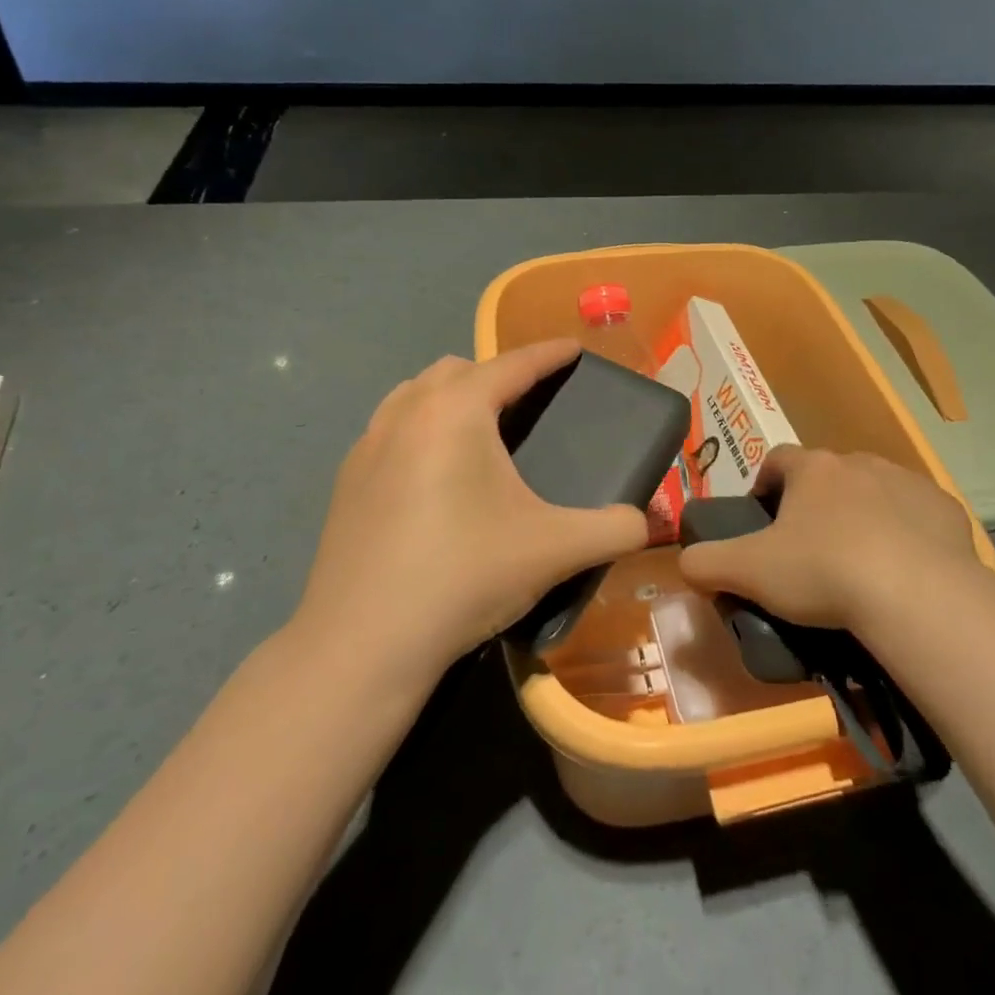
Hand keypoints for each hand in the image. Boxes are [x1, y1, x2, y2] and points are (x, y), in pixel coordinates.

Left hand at [290, 340, 647, 678]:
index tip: (574, 349)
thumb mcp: (553, 549)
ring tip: (480, 433)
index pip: (513, 365)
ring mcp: (368, 445)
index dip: (548, 354)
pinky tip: (433, 476)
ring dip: (451, 396)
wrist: (362, 645)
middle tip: (529, 404)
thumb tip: (648, 523)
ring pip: (415, 394)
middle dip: (497, 374)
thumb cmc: (464, 576)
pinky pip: (390, 428)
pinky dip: (419, 429)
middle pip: (458, 370)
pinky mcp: (346, 481)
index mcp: (456, 411)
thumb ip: (613, 529)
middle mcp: (407, 413)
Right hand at [678, 445, 985, 631]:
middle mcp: (859, 462)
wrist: (916, 594)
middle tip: (811, 549)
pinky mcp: (945, 508)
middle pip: (828, 475)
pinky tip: (905, 570)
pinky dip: (908, 533)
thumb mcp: (750, 571)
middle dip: (817, 503)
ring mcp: (906, 481)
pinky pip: (918, 515)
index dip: (764, 483)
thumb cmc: (823, 571)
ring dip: (864, 514)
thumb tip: (684, 561)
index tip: (762, 514)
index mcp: (812, 469)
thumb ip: (707, 562)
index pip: (777, 459)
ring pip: (875, 490)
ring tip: (860, 563)